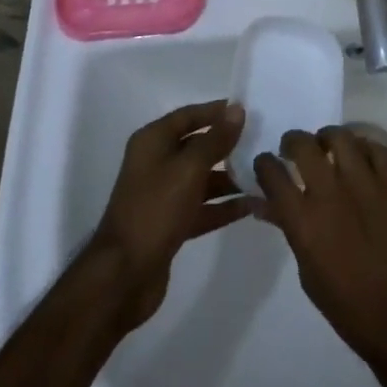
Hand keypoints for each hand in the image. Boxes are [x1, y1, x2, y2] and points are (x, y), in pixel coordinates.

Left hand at [89, 99, 253, 330]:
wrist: (123, 277)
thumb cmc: (155, 210)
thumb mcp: (189, 169)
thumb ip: (215, 140)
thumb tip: (237, 109)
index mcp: (153, 142)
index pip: (188, 116)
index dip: (216, 111)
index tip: (248, 111)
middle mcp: (156, 163)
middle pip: (197, 146)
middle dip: (227, 145)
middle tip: (261, 142)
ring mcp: (163, 196)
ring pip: (202, 179)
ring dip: (230, 178)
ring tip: (263, 176)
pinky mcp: (170, 224)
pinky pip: (202, 207)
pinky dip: (223, 206)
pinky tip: (251, 205)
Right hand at [254, 127, 386, 383]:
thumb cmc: (349, 308)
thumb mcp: (308, 273)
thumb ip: (289, 229)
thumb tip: (265, 203)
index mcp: (304, 222)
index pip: (273, 174)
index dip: (265, 164)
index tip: (267, 164)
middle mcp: (331, 194)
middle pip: (303, 145)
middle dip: (293, 142)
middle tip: (294, 149)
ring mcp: (366, 184)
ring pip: (340, 137)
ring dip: (328, 138)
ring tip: (328, 146)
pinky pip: (376, 147)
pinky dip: (364, 147)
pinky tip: (360, 157)